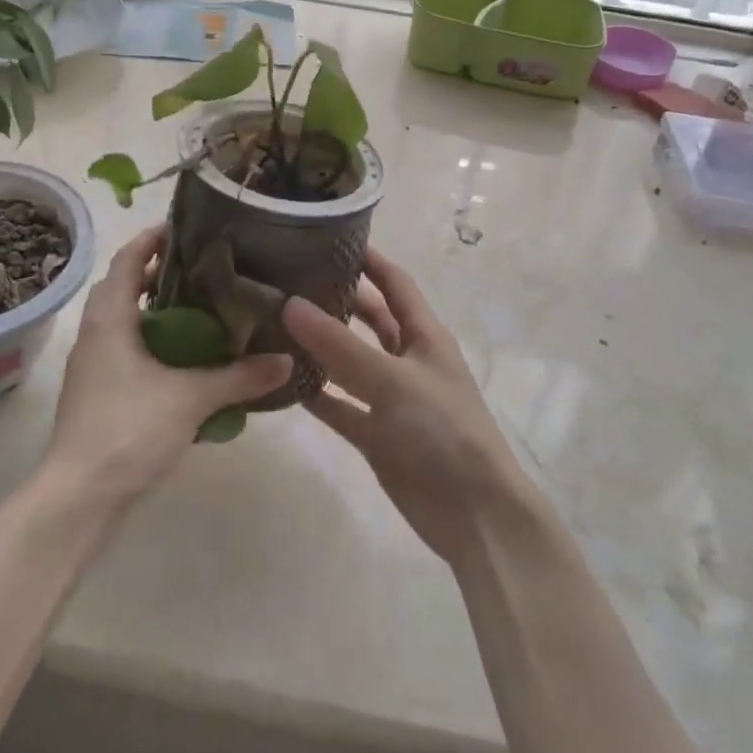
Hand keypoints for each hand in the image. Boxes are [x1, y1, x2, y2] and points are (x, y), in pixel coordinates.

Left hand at [47, 225, 292, 505]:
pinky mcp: (97, 393)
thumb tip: (287, 360)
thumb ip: (240, 377)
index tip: (185, 228)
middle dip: (158, 274)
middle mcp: (96, 334)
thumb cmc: (128, 430)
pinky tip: (185, 361)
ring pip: (124, 321)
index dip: (151, 239)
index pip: (126, 259)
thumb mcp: (192, 398)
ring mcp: (93, 366)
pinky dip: (153, 343)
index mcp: (110, 319)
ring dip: (155, 310)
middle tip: (202, 270)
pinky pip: (126, 350)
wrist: (78, 498)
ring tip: (200, 310)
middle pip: (123, 286)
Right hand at [284, 251, 530, 567]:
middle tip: (290, 279)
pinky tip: (283, 382)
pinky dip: (317, 395)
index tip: (329, 237)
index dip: (369, 259)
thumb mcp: (392, 380)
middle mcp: (407, 359)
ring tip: (277, 323)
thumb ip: (340, 345)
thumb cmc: (443, 430)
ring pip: (350, 362)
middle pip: (370, 319)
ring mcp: (391, 398)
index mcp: (424, 335)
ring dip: (321, 346)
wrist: (474, 515)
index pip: (395, 283)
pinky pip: (341, 405)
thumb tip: (290, 303)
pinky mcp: (376, 434)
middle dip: (337, 299)